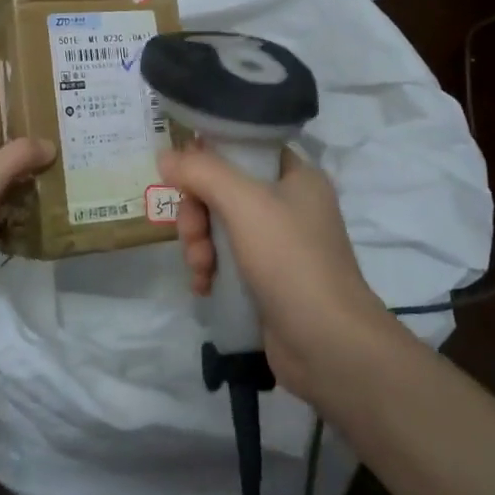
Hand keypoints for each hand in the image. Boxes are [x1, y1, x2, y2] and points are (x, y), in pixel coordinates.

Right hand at [159, 141, 399, 405]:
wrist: (329, 345)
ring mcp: (277, 245)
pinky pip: (224, 260)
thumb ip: (201, 172)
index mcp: (295, 177)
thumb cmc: (291, 260)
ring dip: (198, 245)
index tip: (183, 178)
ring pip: (217, 227)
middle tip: (193, 236)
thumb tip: (166, 156)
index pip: (243, 149)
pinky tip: (203, 287)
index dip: (208, 158)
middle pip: (222, 190)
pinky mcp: (266, 279)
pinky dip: (208, 270)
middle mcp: (288, 205)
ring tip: (200, 270)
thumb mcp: (244, 203)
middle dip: (197, 214)